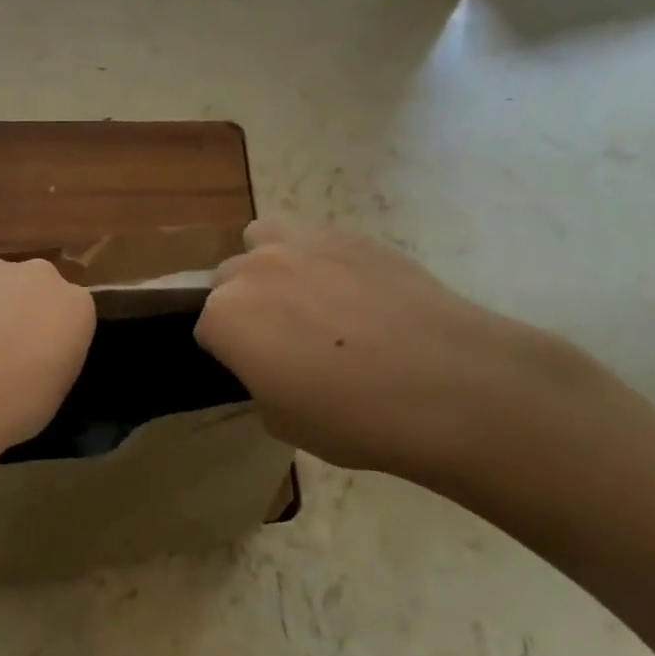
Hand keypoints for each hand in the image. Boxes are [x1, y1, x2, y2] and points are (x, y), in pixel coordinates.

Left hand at [0, 257, 95, 457]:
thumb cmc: (13, 402)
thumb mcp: (52, 393)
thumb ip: (50, 362)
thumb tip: (32, 360)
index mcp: (76, 306)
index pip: (73, 315)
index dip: (55, 339)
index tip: (40, 363)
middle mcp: (40, 277)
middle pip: (36, 291)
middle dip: (24, 313)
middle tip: (4, 352)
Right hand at [196, 222, 611, 486]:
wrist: (448, 384)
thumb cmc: (353, 417)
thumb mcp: (283, 420)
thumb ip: (260, 380)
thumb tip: (273, 363)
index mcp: (226, 317)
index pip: (206, 329)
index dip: (230, 353)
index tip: (257, 373)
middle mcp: (253, 269)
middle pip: (228, 279)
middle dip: (244, 305)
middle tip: (282, 340)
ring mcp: (303, 244)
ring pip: (263, 240)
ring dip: (269, 265)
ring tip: (305, 297)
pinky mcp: (350, 236)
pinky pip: (315, 240)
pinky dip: (319, 261)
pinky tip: (355, 294)